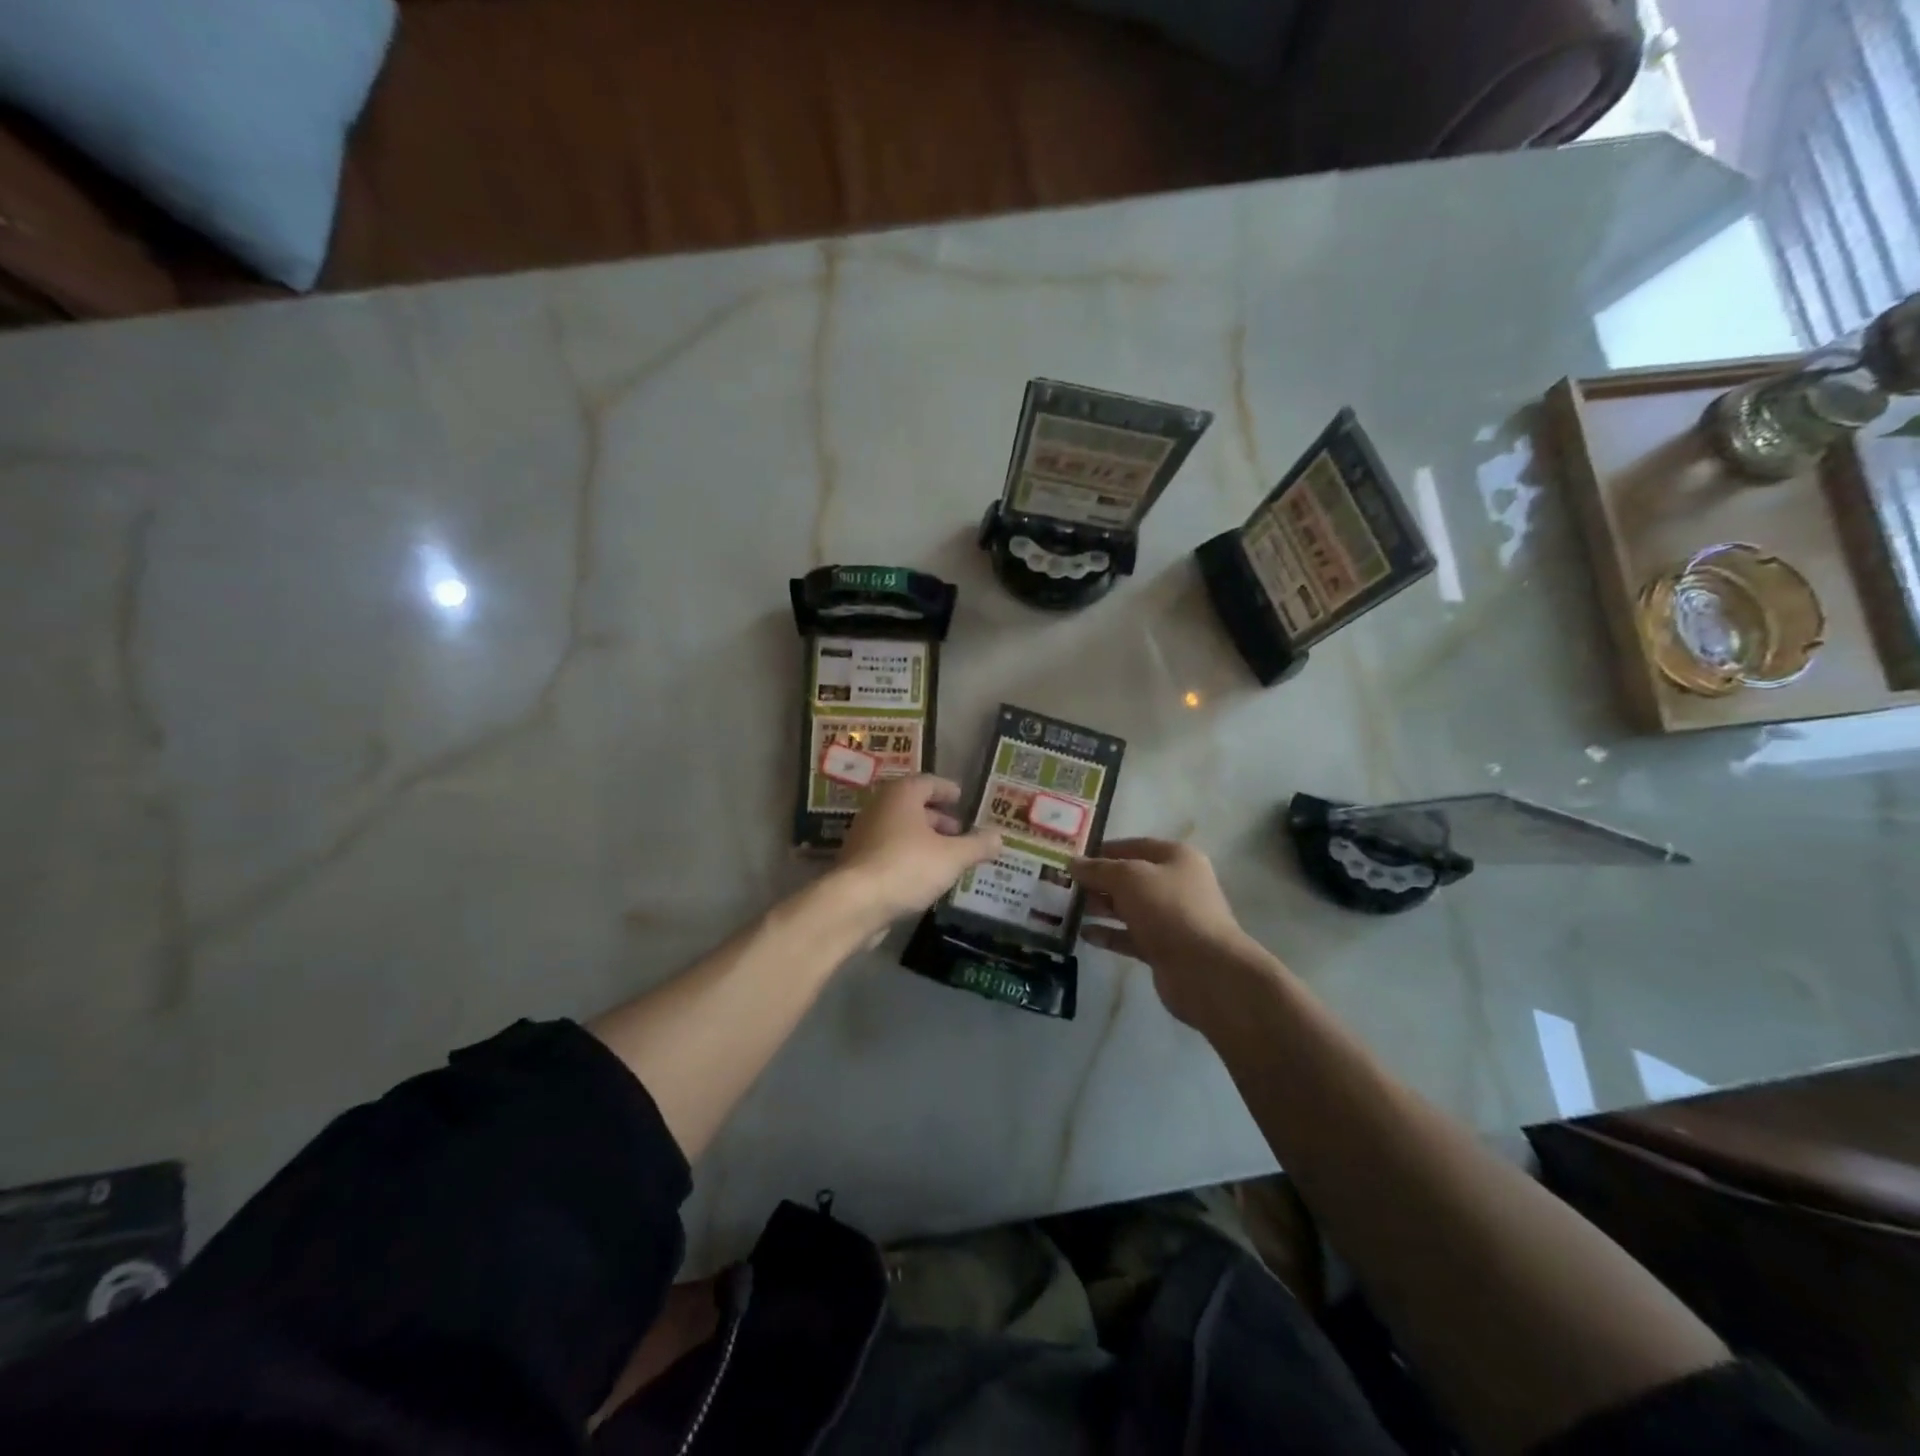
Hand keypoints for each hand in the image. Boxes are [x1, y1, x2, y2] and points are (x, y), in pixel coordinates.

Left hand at [832, 775, 1001, 926]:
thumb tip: (1000, 837)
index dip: (946, 790)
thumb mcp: (953, 857)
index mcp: (901, 795)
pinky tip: (924, 875)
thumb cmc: (907, 866)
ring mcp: (864, 835)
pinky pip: (889, 850)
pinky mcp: (857, 861)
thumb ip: (977, 845)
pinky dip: (908, 855)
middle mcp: (879, 808)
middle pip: (912, 806)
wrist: (854, 902)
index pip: (927, 782)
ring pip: (900, 829)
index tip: (961, 798)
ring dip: (923, 838)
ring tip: (947, 856)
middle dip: (937, 817)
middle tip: (959, 830)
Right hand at [1072, 839, 1262, 1027]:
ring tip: (1066, 908)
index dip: (1103, 850)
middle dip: (1098, 881)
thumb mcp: (1128, 878)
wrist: (1205, 970)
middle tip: (1063, 884)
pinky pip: (1130, 936)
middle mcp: (1176, 885)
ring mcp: (1171, 919)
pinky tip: (1083, 934)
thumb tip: (1073, 863)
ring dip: (1100, 907)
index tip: (1073, 857)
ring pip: (1128, 908)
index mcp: (1176, 858)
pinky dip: (1109, 934)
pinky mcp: (1163, 949)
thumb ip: (1098, 869)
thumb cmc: (1169, 910)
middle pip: (1130, 878)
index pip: (1134, 845)